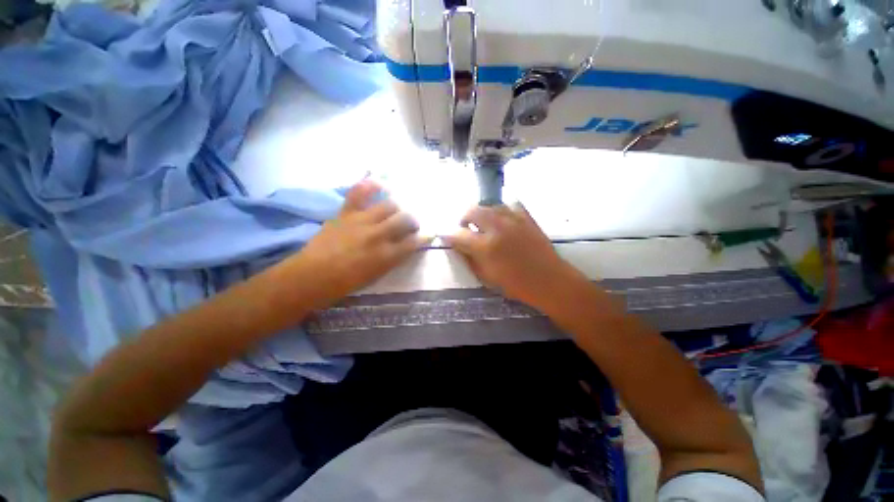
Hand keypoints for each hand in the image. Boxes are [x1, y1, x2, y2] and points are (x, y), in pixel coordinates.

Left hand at [294, 180, 428, 308]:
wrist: (313, 276)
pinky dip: (369, 185)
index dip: (424, 237)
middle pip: (404, 219)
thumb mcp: (377, 276)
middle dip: (412, 221)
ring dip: (397, 208)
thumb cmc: (346, 282)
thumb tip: (404, 247)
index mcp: (387, 255)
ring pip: (389, 205)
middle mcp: (378, 235)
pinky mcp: (346, 213)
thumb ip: (393, 259)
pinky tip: (379, 183)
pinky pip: (358, 193)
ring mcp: (362, 221)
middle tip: (411, 224)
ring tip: (397, 210)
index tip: (429, 233)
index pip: (413, 242)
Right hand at [444, 204, 586, 309]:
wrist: (550, 281)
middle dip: (463, 219)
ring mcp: (513, 219)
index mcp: (486, 246)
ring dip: (481, 214)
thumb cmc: (517, 285)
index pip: (458, 234)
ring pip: (489, 205)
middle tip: (465, 229)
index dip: (448, 235)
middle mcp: (497, 227)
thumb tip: (459, 246)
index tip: (446, 236)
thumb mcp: (487, 277)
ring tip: (483, 225)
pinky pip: (510, 204)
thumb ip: (470, 259)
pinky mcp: (526, 217)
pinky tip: (503, 220)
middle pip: (472, 210)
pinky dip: (502, 210)